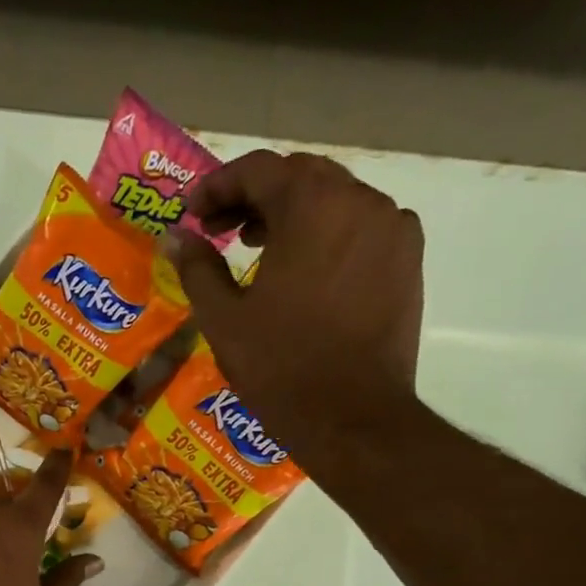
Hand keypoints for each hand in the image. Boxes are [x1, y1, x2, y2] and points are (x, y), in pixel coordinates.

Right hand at [162, 150, 425, 472]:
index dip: (218, 186)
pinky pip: (363, 228)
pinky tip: (307, 272)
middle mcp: (360, 201)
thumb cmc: (279, 366)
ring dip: (293, 215)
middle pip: (300, 177)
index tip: (193, 214)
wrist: (351, 416)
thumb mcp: (224, 318)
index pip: (258, 169)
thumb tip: (177, 237)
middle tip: (221, 231)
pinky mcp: (408, 260)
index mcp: (311, 206)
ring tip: (260, 251)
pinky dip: (329, 235)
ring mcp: (392, 229)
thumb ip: (198, 267)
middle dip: (255, 197)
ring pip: (335, 200)